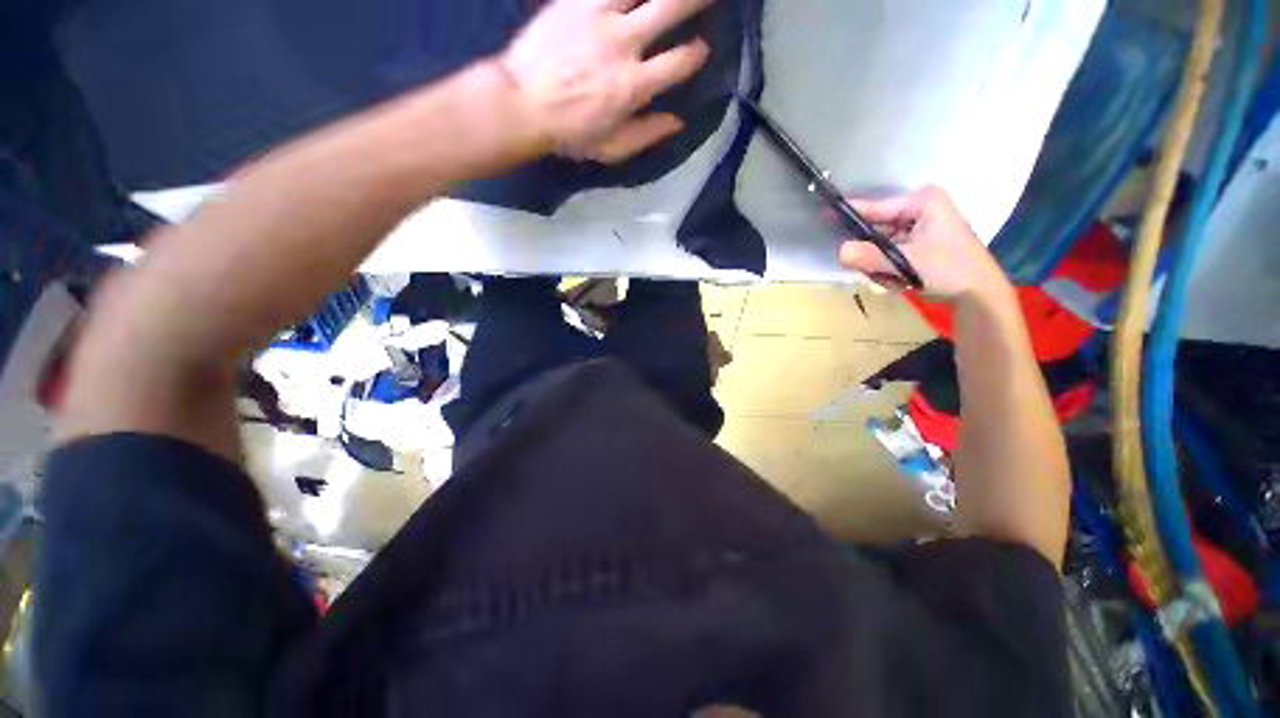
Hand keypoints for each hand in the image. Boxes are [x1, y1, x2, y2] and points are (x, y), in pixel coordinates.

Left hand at [499, 0, 711, 163]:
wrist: (521, 104)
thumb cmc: (569, 133)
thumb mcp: (611, 148)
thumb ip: (647, 135)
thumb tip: (678, 122)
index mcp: (634, 85)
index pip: (679, 61)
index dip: (696, 54)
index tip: (700, 50)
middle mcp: (624, 43)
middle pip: (671, 7)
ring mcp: (599, 15)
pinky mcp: (575, 0)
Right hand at [837, 186, 1012, 304]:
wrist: (979, 294)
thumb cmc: (952, 269)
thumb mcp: (910, 262)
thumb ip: (872, 257)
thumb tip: (839, 252)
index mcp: (920, 202)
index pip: (874, 207)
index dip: (849, 217)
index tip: (824, 218)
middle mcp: (916, 211)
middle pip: (873, 231)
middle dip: (871, 255)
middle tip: (879, 273)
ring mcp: (914, 229)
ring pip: (876, 247)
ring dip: (879, 267)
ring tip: (896, 280)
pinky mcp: (913, 245)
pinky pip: (884, 256)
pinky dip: (887, 271)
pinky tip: (901, 282)